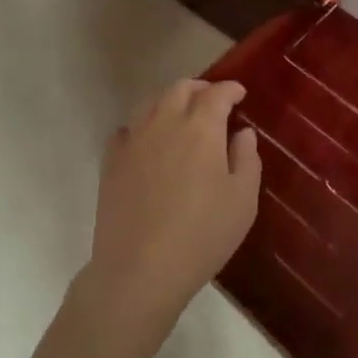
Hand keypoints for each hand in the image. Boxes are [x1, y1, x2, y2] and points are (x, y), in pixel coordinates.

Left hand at [84, 79, 260, 342]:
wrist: (139, 270)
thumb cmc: (201, 235)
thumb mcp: (242, 201)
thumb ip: (247, 159)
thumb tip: (242, 132)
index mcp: (201, 128)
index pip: (216, 94)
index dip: (230, 89)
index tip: (239, 93)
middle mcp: (165, 123)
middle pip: (180, 89)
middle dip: (199, 88)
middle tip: (212, 100)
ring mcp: (133, 140)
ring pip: (150, 103)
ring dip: (169, 101)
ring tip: (180, 116)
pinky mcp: (111, 162)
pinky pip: (126, 130)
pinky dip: (140, 126)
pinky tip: (146, 142)